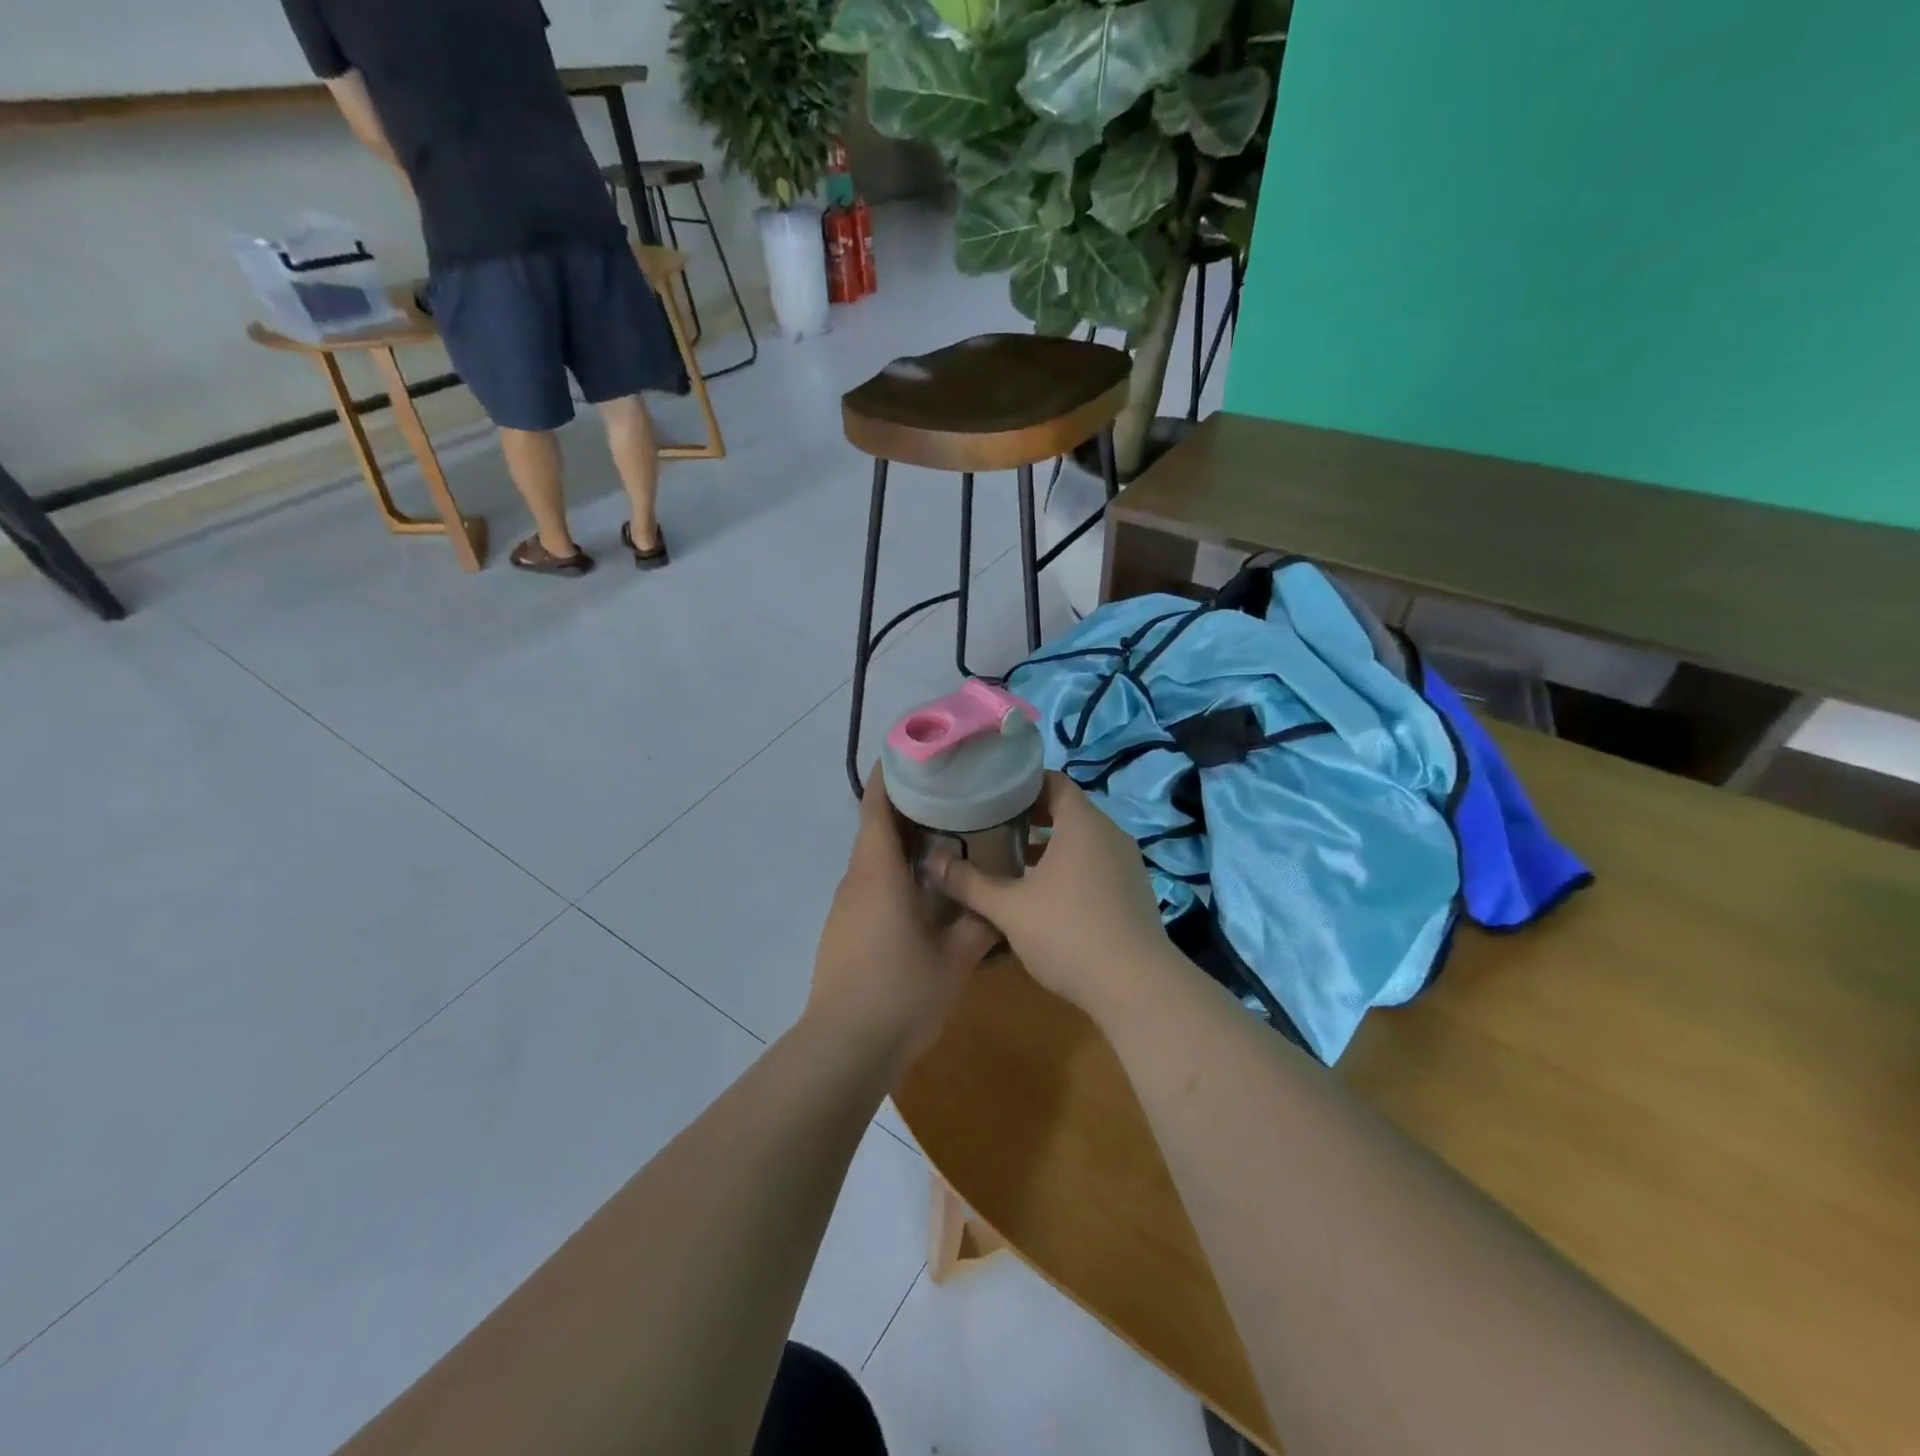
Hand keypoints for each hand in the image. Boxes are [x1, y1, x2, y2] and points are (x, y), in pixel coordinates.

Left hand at [805, 766, 1000, 1078]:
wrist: (845, 1047)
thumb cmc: (901, 992)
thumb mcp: (955, 957)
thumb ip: (981, 922)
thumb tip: (1001, 899)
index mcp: (878, 873)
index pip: (877, 808)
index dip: (891, 776)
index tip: (915, 754)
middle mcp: (856, 880)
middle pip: (876, 829)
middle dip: (908, 807)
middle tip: (951, 793)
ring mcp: (846, 907)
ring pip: (873, 859)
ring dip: (902, 842)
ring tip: (944, 835)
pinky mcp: (844, 930)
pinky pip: (870, 885)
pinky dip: (893, 872)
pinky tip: (923, 888)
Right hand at [932, 772, 1173, 1017]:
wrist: (1136, 987)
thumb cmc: (1069, 933)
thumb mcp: (1009, 909)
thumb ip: (969, 883)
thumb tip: (932, 861)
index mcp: (1083, 824)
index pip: (1053, 782)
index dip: (1021, 785)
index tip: (990, 797)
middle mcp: (1110, 834)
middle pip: (1067, 810)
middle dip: (1029, 818)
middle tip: (992, 828)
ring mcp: (1126, 863)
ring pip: (1082, 840)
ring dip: (1049, 846)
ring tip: (1012, 862)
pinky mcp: (1133, 891)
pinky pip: (1096, 864)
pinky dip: (1069, 867)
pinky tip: (1044, 896)